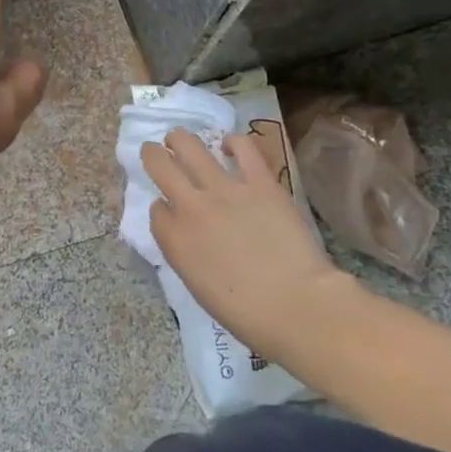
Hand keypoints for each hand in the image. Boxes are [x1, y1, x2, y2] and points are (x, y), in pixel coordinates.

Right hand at [142, 130, 347, 359]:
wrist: (297, 306)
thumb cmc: (246, 313)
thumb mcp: (197, 286)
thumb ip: (184, 252)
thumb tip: (186, 234)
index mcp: (174, 239)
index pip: (156, 209)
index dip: (161, 207)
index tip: (169, 210)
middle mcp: (191, 206)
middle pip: (159, 165)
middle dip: (153, 154)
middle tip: (156, 151)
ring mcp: (225, 189)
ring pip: (189, 146)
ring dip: (179, 139)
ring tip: (180, 138)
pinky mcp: (259, 181)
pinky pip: (242, 147)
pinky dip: (232, 142)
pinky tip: (230, 146)